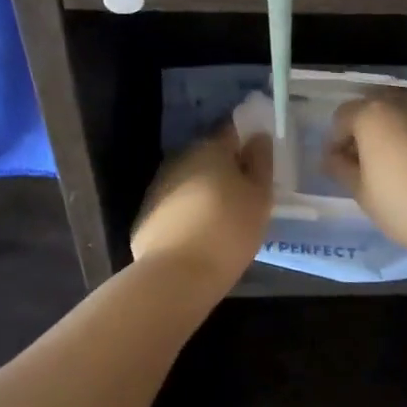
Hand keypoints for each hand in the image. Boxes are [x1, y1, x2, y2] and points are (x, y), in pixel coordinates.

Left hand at [131, 127, 273, 284]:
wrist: (176, 275)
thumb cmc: (228, 231)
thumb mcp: (259, 197)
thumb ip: (260, 162)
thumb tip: (258, 137)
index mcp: (210, 148)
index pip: (232, 131)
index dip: (247, 141)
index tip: (258, 159)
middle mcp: (180, 158)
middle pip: (208, 156)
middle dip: (225, 168)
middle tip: (244, 193)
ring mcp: (159, 185)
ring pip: (189, 180)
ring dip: (204, 190)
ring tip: (221, 217)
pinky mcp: (146, 213)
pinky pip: (174, 205)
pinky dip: (186, 212)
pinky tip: (197, 234)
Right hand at [323, 96, 406, 260]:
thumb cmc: (402, 204)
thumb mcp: (361, 191)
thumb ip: (340, 167)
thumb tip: (331, 157)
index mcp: (372, 114)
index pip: (342, 117)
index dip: (336, 141)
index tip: (338, 165)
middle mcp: (401, 103)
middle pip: (373, 107)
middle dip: (364, 129)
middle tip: (364, 160)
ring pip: (402, 112)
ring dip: (392, 128)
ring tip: (394, 160)